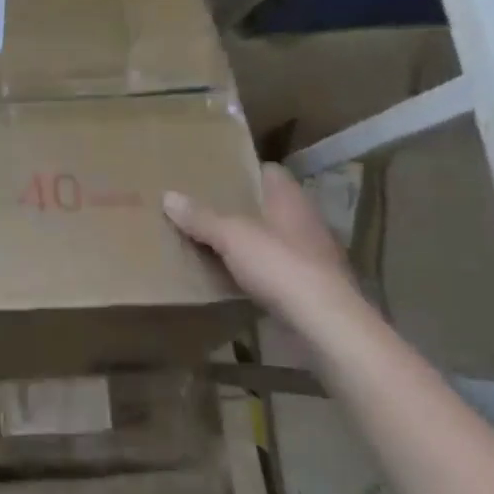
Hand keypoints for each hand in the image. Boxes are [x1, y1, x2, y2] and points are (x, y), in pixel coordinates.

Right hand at [163, 163, 361, 330]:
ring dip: (249, 240)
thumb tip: (168, 196)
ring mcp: (311, 256)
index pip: (271, 172)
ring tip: (212, 240)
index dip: (245, 171)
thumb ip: (201, 218)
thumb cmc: (281, 265)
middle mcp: (305, 222)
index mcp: (291, 200)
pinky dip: (256, 269)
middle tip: (204, 206)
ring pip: (272, 238)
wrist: (325, 323)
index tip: (216, 174)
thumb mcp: (232, 237)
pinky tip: (233, 276)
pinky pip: (276, 268)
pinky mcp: (310, 286)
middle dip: (241, 207)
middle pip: (269, 206)